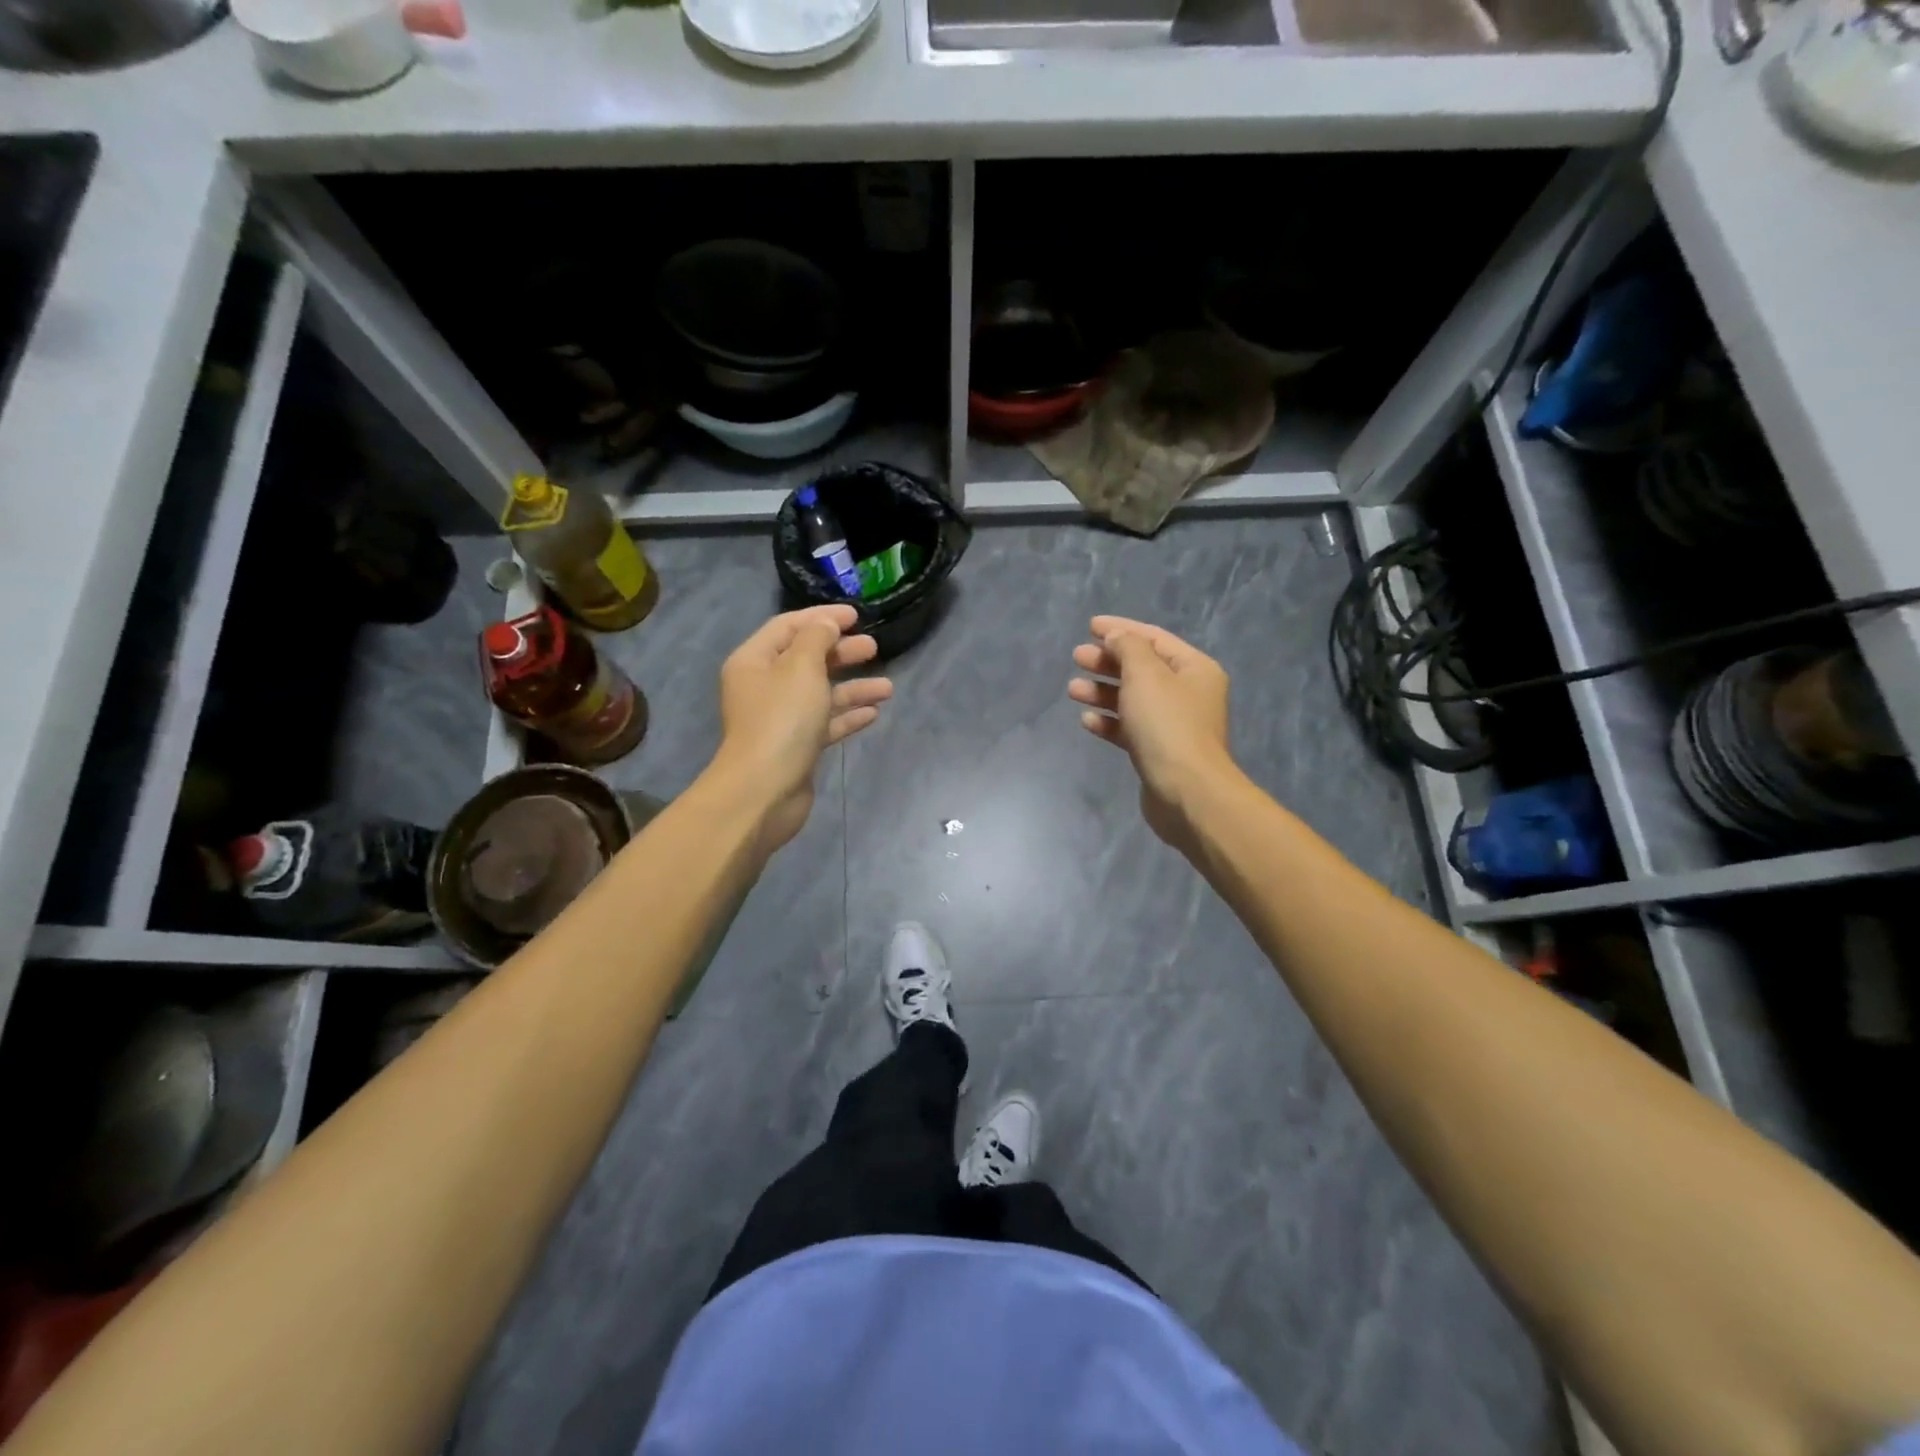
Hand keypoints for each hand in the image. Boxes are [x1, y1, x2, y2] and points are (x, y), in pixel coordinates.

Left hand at [712, 605, 891, 853]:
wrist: (764, 791)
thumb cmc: (782, 720)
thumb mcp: (801, 668)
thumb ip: (816, 639)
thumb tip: (826, 624)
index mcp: (755, 661)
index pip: (789, 626)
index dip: (822, 617)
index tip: (857, 615)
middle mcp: (764, 687)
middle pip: (806, 659)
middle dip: (841, 652)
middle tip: (874, 648)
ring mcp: (780, 719)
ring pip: (820, 693)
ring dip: (853, 687)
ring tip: (887, 688)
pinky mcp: (796, 747)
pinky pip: (825, 723)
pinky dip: (847, 716)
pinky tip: (873, 713)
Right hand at [1068, 615, 1236, 849]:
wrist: (1187, 792)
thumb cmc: (1167, 725)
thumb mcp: (1145, 675)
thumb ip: (1128, 648)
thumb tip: (1117, 638)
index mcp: (1194, 669)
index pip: (1153, 638)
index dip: (1121, 629)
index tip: (1090, 626)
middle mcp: (1188, 693)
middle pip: (1141, 668)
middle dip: (1108, 661)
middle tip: (1077, 658)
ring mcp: (1173, 725)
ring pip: (1132, 699)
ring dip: (1102, 692)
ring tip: (1073, 690)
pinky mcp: (1158, 752)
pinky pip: (1129, 728)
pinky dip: (1109, 721)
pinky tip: (1087, 721)